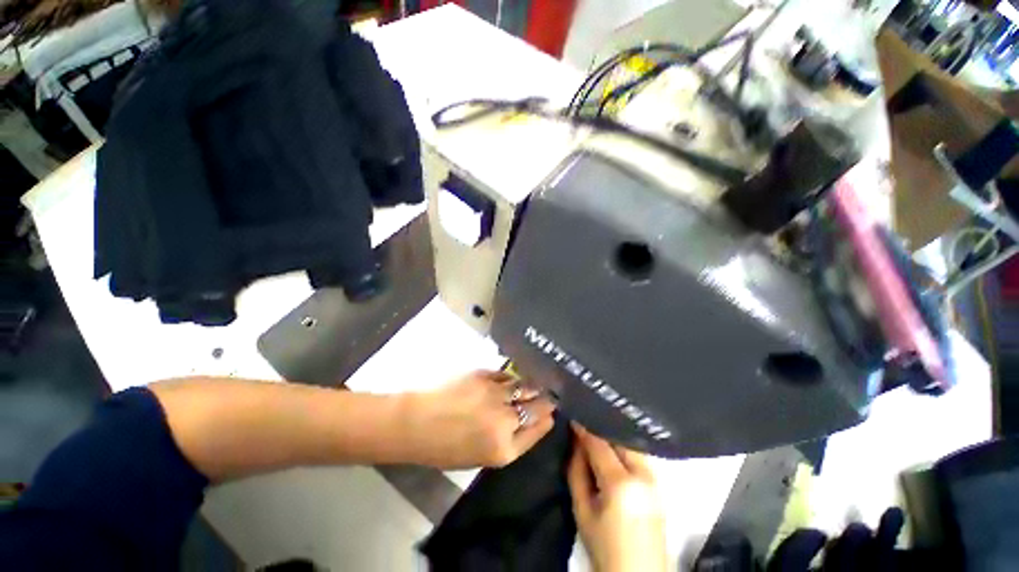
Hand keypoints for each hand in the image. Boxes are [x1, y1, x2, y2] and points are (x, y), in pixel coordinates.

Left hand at [398, 370, 555, 468]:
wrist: (416, 424)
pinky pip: (507, 375)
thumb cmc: (443, 448)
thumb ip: (507, 441)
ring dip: (533, 385)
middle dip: (546, 400)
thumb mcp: (478, 457)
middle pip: (537, 406)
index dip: (547, 419)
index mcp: (504, 449)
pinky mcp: (484, 377)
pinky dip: (512, 377)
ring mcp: (495, 396)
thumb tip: (526, 421)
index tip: (551, 411)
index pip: (538, 430)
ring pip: (525, 386)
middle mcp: (505, 421)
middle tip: (549, 393)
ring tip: (536, 382)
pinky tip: (513, 376)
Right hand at [568, 424, 666, 571]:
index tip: (572, 416)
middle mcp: (644, 475)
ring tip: (595, 435)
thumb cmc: (604, 547)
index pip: (599, 444)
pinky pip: (638, 456)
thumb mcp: (582, 510)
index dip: (584, 428)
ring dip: (612, 437)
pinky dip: (623, 448)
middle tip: (584, 423)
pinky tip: (612, 450)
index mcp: (622, 484)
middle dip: (600, 428)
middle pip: (619, 438)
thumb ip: (576, 471)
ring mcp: (656, 480)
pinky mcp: (660, 486)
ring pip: (630, 444)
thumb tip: (575, 441)